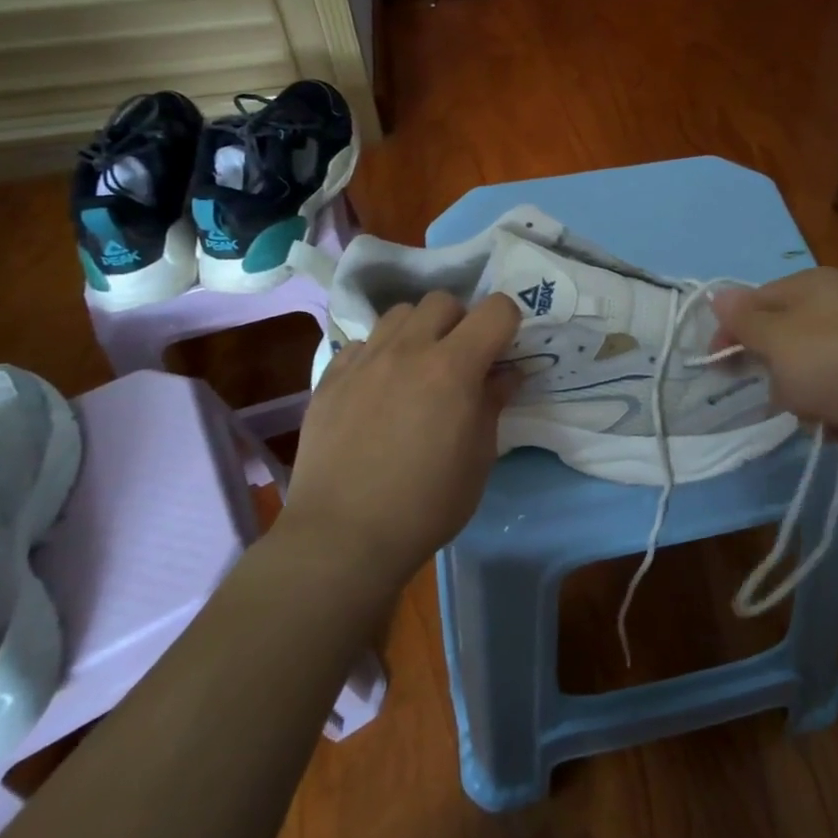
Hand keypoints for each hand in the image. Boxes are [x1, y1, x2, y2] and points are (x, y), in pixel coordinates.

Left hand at [281, 291, 519, 584]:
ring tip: (416, 368)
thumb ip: (492, 404)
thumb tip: (504, 374)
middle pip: (443, 300)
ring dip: (418, 331)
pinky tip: (377, 390)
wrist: (342, 537)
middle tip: (459, 361)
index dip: (507, 324)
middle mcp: (408, 350)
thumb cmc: (426, 504)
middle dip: (460, 322)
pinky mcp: (330, 377)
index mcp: (453, 367)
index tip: (502, 352)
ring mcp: (364, 360)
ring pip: (399, 314)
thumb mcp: (478, 458)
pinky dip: (379, 354)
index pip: (496, 309)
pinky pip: (362, 343)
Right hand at [711, 268, 837, 468]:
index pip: (757, 299)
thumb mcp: (776, 338)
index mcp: (814, 285)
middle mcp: (837, 308)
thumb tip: (717, 295)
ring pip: (803, 371)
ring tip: (809, 407)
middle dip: (770, 366)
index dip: (732, 328)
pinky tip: (833, 423)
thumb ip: (743, 319)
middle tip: (771, 386)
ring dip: (797, 395)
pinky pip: (831, 396)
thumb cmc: (833, 362)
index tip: (715, 361)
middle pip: (781, 336)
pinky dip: (827, 412)